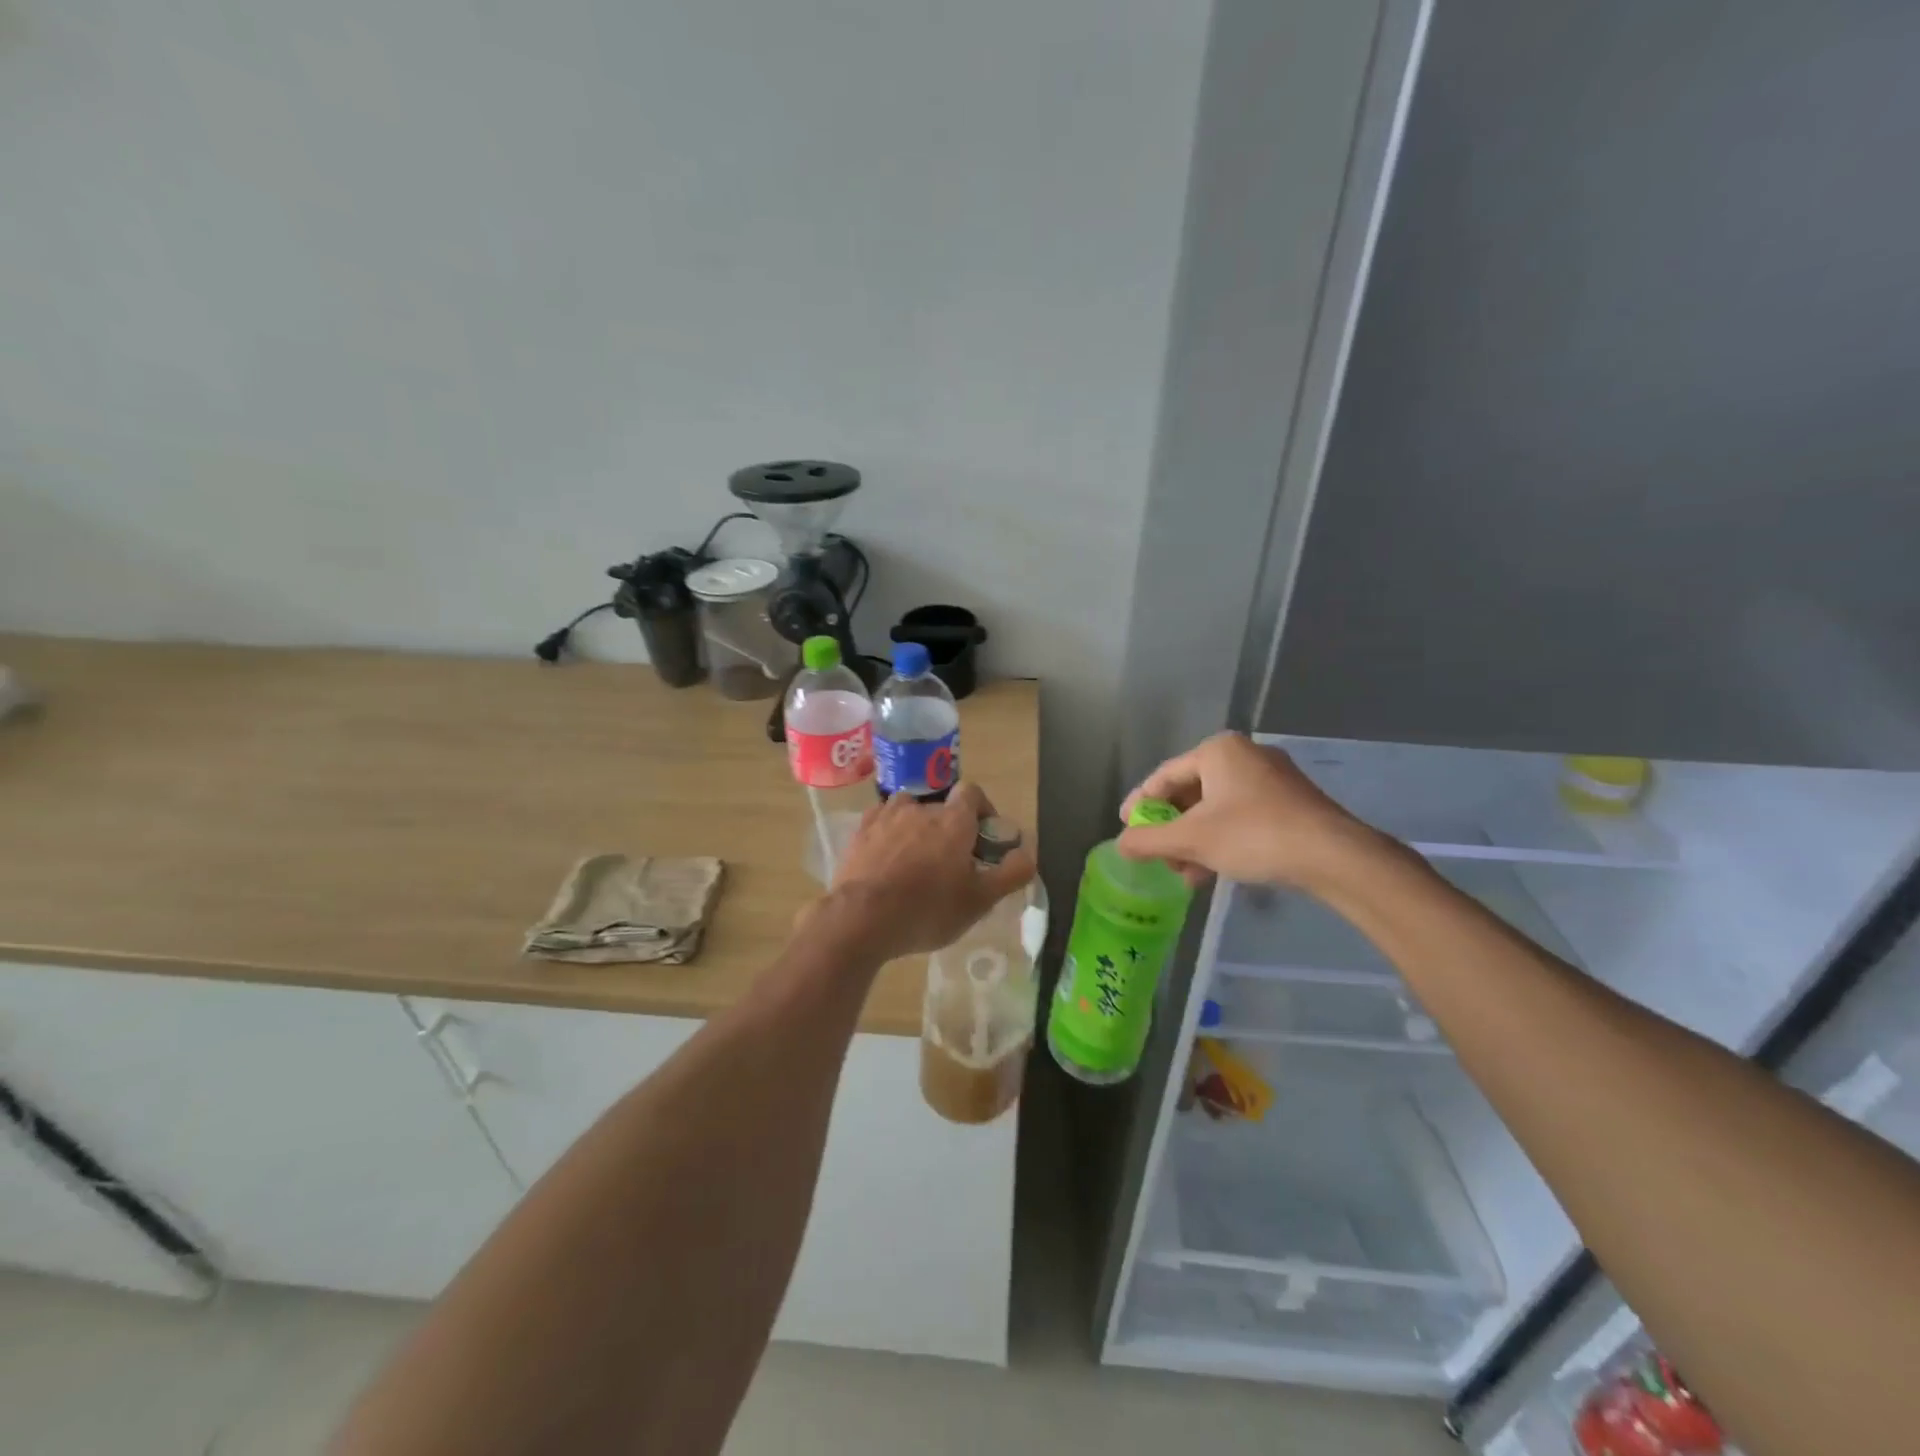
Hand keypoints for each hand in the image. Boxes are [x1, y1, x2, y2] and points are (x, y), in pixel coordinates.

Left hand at [819, 781, 1036, 962]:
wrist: (861, 918)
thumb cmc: (928, 908)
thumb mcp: (980, 900)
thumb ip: (1011, 873)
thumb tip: (1028, 853)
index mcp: (954, 820)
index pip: (973, 792)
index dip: (982, 810)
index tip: (984, 837)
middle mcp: (921, 808)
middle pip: (941, 808)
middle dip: (949, 829)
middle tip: (951, 862)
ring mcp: (886, 817)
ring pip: (908, 812)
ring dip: (916, 828)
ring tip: (915, 860)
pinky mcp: (859, 832)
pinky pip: (880, 823)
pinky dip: (888, 835)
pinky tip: (886, 861)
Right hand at [1117, 732, 1383, 890]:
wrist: (1332, 856)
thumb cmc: (1253, 835)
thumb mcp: (1192, 840)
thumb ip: (1149, 840)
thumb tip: (1120, 844)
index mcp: (1218, 751)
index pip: (1164, 776)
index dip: (1140, 804)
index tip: (1126, 828)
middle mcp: (1245, 754)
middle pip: (1191, 792)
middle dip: (1171, 829)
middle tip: (1158, 856)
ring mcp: (1272, 777)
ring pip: (1216, 808)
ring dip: (1195, 840)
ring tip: (1185, 873)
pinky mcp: (1291, 801)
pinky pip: (1242, 815)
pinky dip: (1222, 839)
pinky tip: (1213, 871)